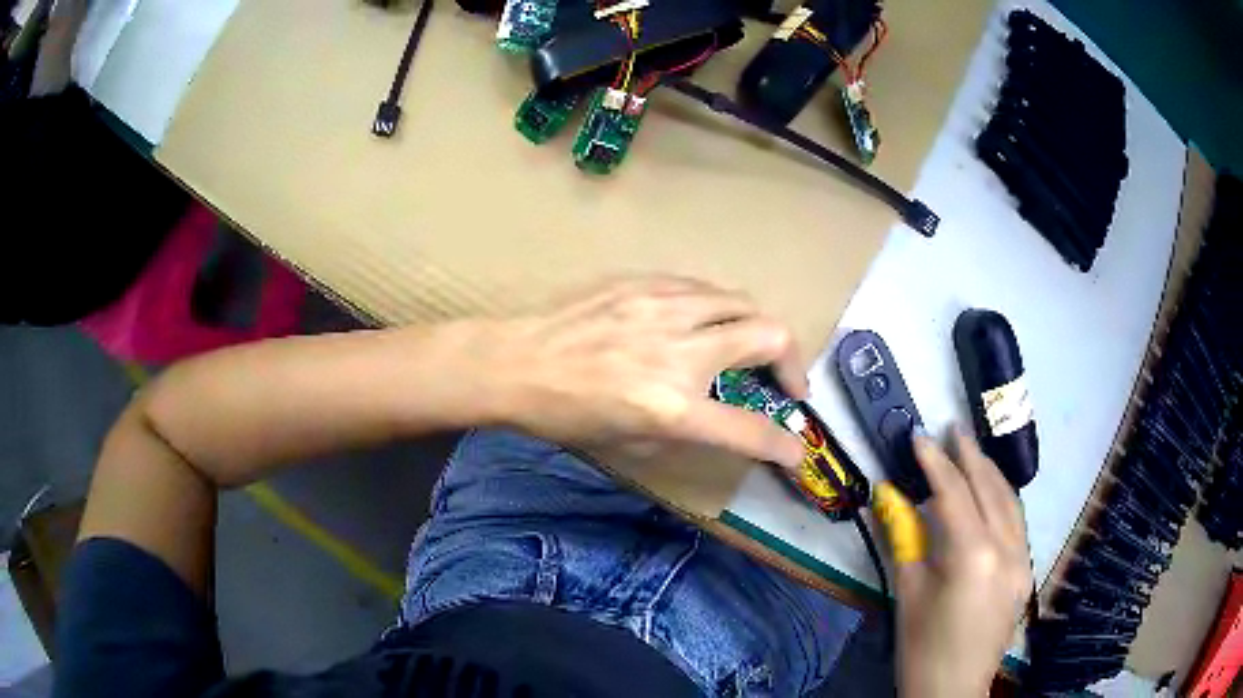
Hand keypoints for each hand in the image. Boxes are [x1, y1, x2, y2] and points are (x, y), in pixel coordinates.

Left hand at [473, 276, 807, 467]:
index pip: (749, 429)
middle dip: (793, 364)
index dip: (783, 445)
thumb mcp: (630, 443)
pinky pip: (702, 288)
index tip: (796, 451)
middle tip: (785, 384)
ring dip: (758, 328)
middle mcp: (679, 352)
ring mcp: (663, 308)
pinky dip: (718, 308)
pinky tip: (705, 322)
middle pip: (770, 337)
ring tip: (749, 347)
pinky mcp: (644, 283)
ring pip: (742, 301)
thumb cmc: (565, 415)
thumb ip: (685, 431)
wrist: (515, 363)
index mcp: (671, 407)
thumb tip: (718, 422)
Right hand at [874, 428, 1032, 697]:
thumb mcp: (907, 592)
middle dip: (969, 456)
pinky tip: (990, 494)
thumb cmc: (921, 647)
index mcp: (973, 556)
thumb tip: (892, 497)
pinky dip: (1002, 500)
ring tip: (971, 453)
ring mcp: (1022, 560)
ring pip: (1010, 502)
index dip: (935, 462)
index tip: (919, 436)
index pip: (954, 494)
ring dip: (990, 474)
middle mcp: (1007, 549)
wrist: (951, 690)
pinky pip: (1017, 523)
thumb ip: (905, 539)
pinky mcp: (1026, 572)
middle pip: (989, 488)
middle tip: (951, 429)